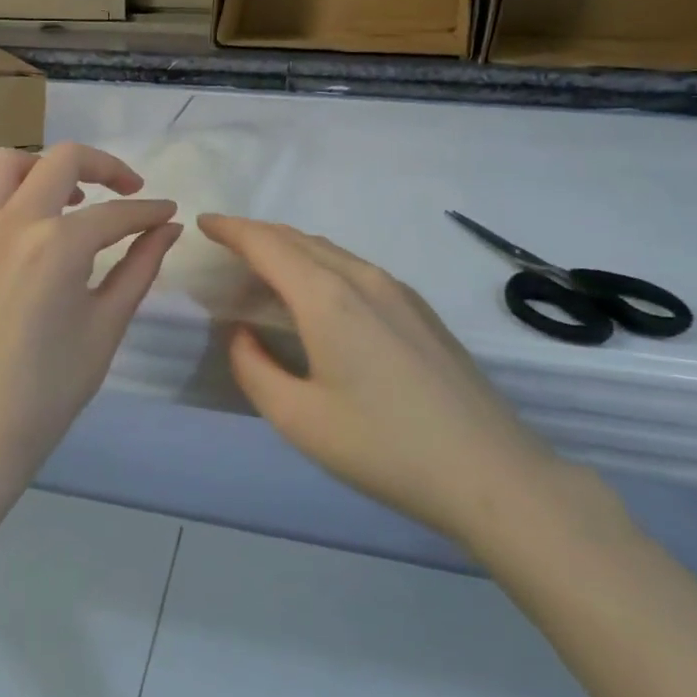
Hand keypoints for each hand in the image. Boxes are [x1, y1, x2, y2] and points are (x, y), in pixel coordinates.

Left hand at [0, 144, 182, 501]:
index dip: (149, 211)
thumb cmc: (51, 387)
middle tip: (123, 191)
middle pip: (62, 160)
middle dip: (104, 166)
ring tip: (62, 200)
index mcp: (59, 244)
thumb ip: (140, 267)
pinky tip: (8, 228)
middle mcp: (12, 222)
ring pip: (5, 165)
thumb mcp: (107, 325)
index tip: (167, 213)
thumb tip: (168, 228)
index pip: (116, 212)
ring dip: (42, 170)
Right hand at [198, 215, 559, 548]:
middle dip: (256, 234)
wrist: (493, 474)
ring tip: (263, 267)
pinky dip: (320, 265)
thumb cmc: (385, 448)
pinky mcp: (420, 310)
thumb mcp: (299, 420)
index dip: (231, 229)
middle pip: (298, 239)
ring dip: (290, 248)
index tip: (204, 222)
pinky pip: (355, 268)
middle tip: (225, 243)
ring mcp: (398, 291)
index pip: (266, 245)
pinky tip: (317, 294)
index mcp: (327, 299)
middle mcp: (362, 279)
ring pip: (329, 251)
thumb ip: (254, 369)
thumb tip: (241, 334)